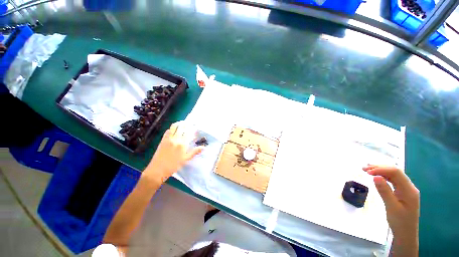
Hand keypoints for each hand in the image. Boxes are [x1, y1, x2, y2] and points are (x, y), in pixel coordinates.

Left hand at [144, 122, 203, 183]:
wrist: (157, 169)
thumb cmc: (173, 165)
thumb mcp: (186, 159)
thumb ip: (195, 152)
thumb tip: (204, 147)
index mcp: (183, 144)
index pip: (189, 132)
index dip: (192, 128)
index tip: (195, 126)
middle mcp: (176, 139)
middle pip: (182, 128)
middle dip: (186, 124)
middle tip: (189, 122)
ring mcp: (168, 139)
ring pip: (174, 127)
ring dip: (179, 123)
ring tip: (182, 123)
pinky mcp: (163, 140)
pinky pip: (168, 131)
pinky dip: (172, 128)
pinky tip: (174, 129)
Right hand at [363, 165, 419, 255]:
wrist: (406, 234)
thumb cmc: (400, 222)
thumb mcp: (391, 207)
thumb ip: (384, 191)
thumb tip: (375, 176)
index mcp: (409, 190)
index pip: (396, 173)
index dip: (381, 169)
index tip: (367, 172)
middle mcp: (409, 187)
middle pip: (395, 172)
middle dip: (380, 168)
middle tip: (363, 169)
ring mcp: (406, 189)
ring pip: (393, 175)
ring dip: (380, 171)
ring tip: (367, 170)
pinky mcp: (402, 192)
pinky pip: (393, 180)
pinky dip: (383, 176)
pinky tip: (376, 176)